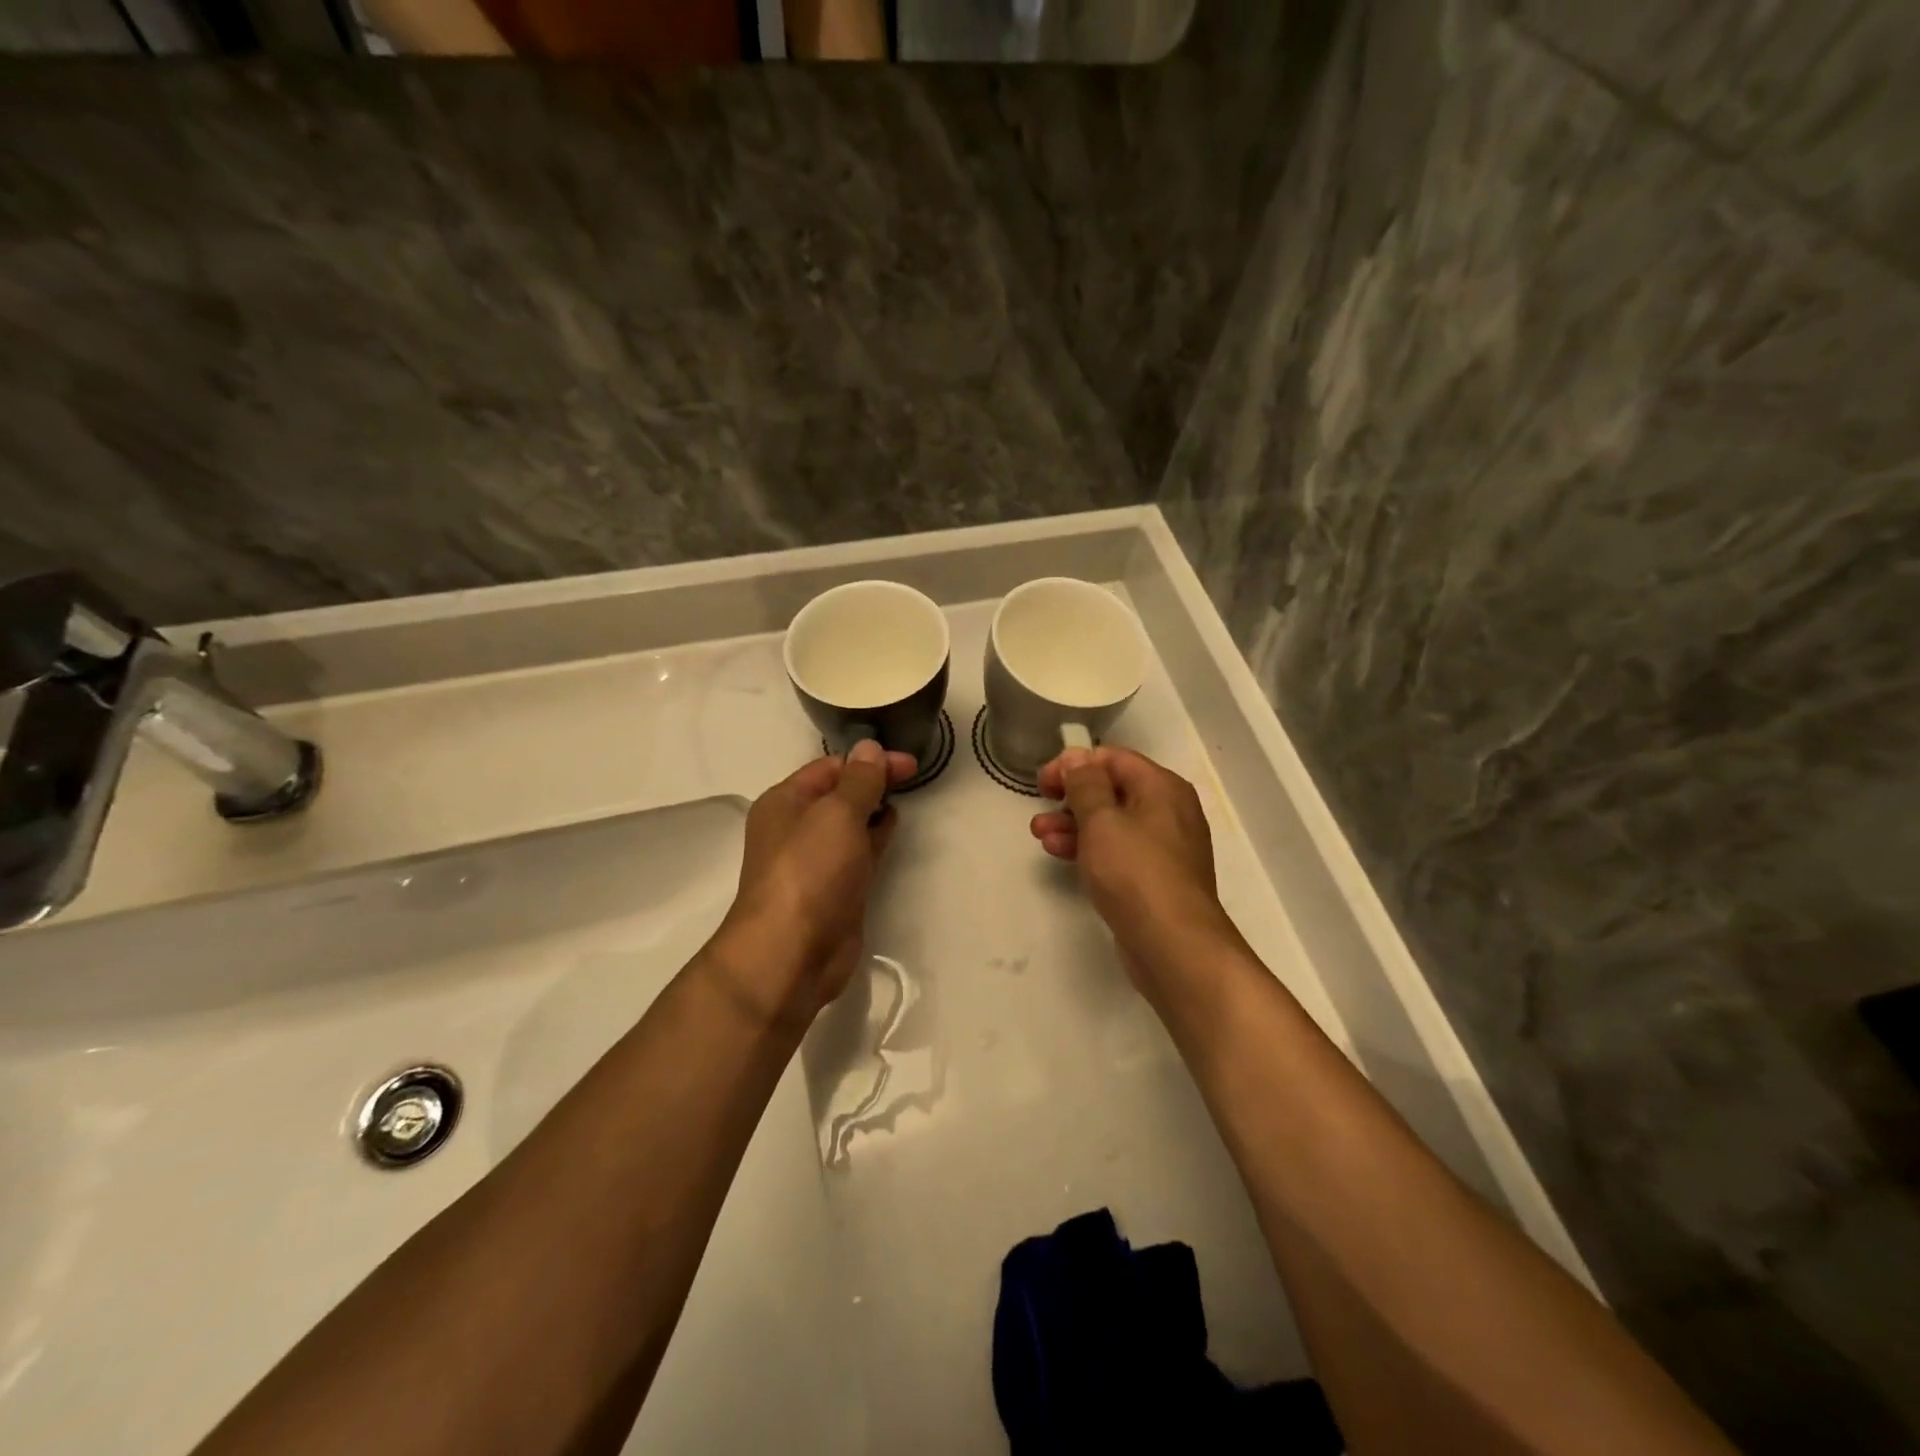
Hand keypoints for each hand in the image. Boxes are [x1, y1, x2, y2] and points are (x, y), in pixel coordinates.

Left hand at [714, 740, 916, 1025]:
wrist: (792, 953)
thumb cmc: (810, 872)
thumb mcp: (837, 814)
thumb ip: (860, 780)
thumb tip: (869, 748)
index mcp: (785, 802)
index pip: (830, 767)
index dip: (869, 760)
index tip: (909, 763)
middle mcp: (796, 828)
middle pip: (839, 794)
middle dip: (873, 781)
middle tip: (914, 775)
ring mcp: (816, 861)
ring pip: (850, 824)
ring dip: (875, 808)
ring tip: (908, 795)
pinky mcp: (835, 890)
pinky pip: (858, 853)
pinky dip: (876, 837)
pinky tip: (893, 827)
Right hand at [1030, 746, 1238, 991]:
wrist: (1174, 944)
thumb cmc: (1135, 872)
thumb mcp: (1101, 820)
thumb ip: (1085, 784)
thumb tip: (1077, 756)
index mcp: (1162, 787)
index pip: (1113, 759)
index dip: (1074, 764)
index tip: (1042, 782)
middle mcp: (1169, 811)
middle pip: (1113, 790)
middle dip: (1071, 797)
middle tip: (1039, 807)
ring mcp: (1164, 847)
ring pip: (1112, 823)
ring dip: (1073, 824)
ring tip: (1039, 834)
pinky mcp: (1154, 878)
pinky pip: (1118, 851)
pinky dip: (1089, 848)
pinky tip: (1060, 854)